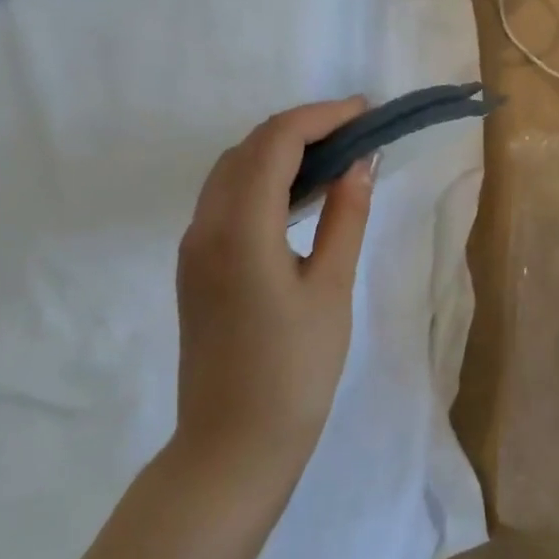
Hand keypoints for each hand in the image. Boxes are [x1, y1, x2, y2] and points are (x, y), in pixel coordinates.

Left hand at [171, 99, 374, 498]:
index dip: (321, 116)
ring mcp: (193, 247)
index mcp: (240, 229)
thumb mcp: (331, 289)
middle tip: (355, 131)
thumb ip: (345, 217)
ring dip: (279, 150)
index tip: (365, 112)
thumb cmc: (295, 371)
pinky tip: (298, 194)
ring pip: (231, 170)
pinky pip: (225, 199)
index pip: (276, 142)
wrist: (233, 447)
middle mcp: (205, 227)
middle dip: (302, 127)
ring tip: (333, 155)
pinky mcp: (195, 267)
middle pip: (248, 148)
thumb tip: (359, 164)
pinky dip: (261, 179)